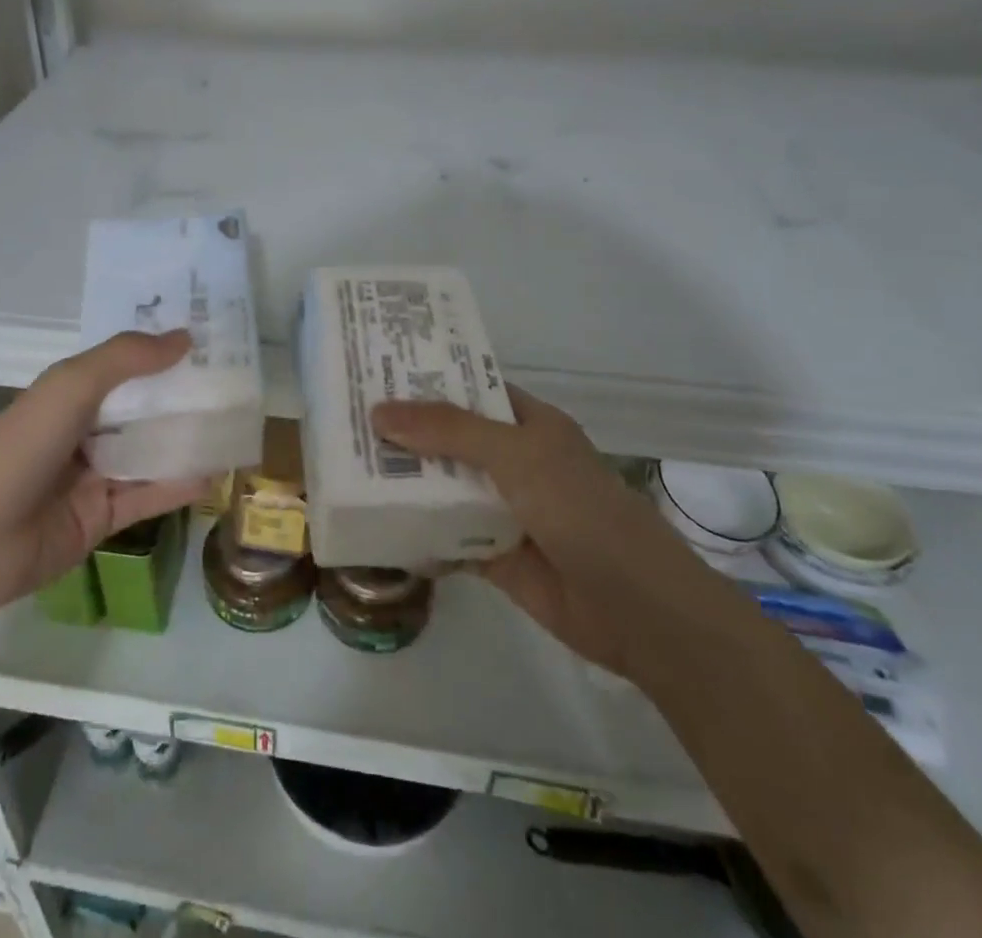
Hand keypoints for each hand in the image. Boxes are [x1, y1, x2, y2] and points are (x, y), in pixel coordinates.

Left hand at [0, 330, 210, 615]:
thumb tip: (184, 337)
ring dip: (189, 440)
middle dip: (184, 396)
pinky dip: (180, 484)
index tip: (211, 340)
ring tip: (237, 425)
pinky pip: (149, 494)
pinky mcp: (104, 517)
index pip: (126, 366)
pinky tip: (217, 473)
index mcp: (72, 393)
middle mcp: (86, 429)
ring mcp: (95, 475)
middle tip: (237, 384)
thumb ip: (126, 358)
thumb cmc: (21, 448)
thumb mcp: (71, 386)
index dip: (163, 353)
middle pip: (144, 408)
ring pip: (152, 451)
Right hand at [371, 387, 714, 676]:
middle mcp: (514, 461)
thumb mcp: (515, 455)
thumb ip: (448, 431)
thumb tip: (379, 411)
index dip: (428, 379)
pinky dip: (415, 532)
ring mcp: (504, 508)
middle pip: (449, 438)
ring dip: (404, 481)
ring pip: (444, 487)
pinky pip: (445, 536)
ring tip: (345, 465)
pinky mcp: (494, 555)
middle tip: (345, 418)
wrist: (636, 610)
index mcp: (528, 424)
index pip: (470, 389)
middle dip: (405, 432)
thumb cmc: (581, 510)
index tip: (376, 370)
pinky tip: (372, 525)